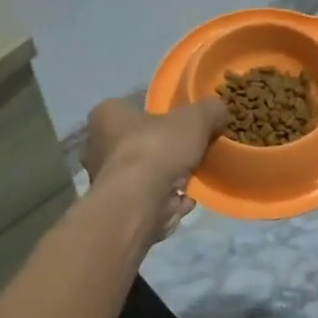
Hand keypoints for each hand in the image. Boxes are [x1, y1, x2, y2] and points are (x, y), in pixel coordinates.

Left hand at [82, 95, 226, 239]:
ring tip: (193, 179)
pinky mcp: (117, 209)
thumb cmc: (156, 150)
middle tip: (191, 152)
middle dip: (165, 150)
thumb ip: (210, 110)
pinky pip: (147, 200)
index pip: (132, 108)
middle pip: (138, 143)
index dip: (160, 115)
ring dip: (167, 178)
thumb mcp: (194, 119)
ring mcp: (105, 181)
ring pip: (143, 174)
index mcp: (106, 115)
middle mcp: (97, 146)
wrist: (136, 205)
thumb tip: (220, 110)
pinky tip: (186, 201)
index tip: (183, 124)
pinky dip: (166, 202)